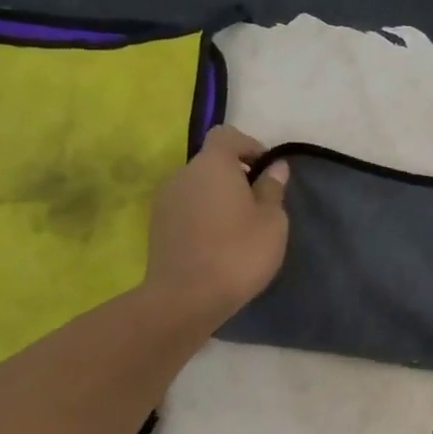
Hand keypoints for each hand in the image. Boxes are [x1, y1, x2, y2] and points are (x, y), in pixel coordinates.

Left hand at [145, 125, 289, 324]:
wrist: (185, 298)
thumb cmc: (238, 253)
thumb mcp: (271, 221)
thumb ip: (272, 189)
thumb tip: (275, 167)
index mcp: (212, 164)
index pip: (227, 135)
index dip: (248, 146)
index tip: (265, 170)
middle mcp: (183, 174)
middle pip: (211, 162)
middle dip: (234, 176)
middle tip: (257, 205)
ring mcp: (165, 200)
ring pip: (197, 187)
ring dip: (217, 198)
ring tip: (237, 228)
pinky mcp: (156, 226)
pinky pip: (186, 208)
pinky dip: (202, 216)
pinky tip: (217, 243)